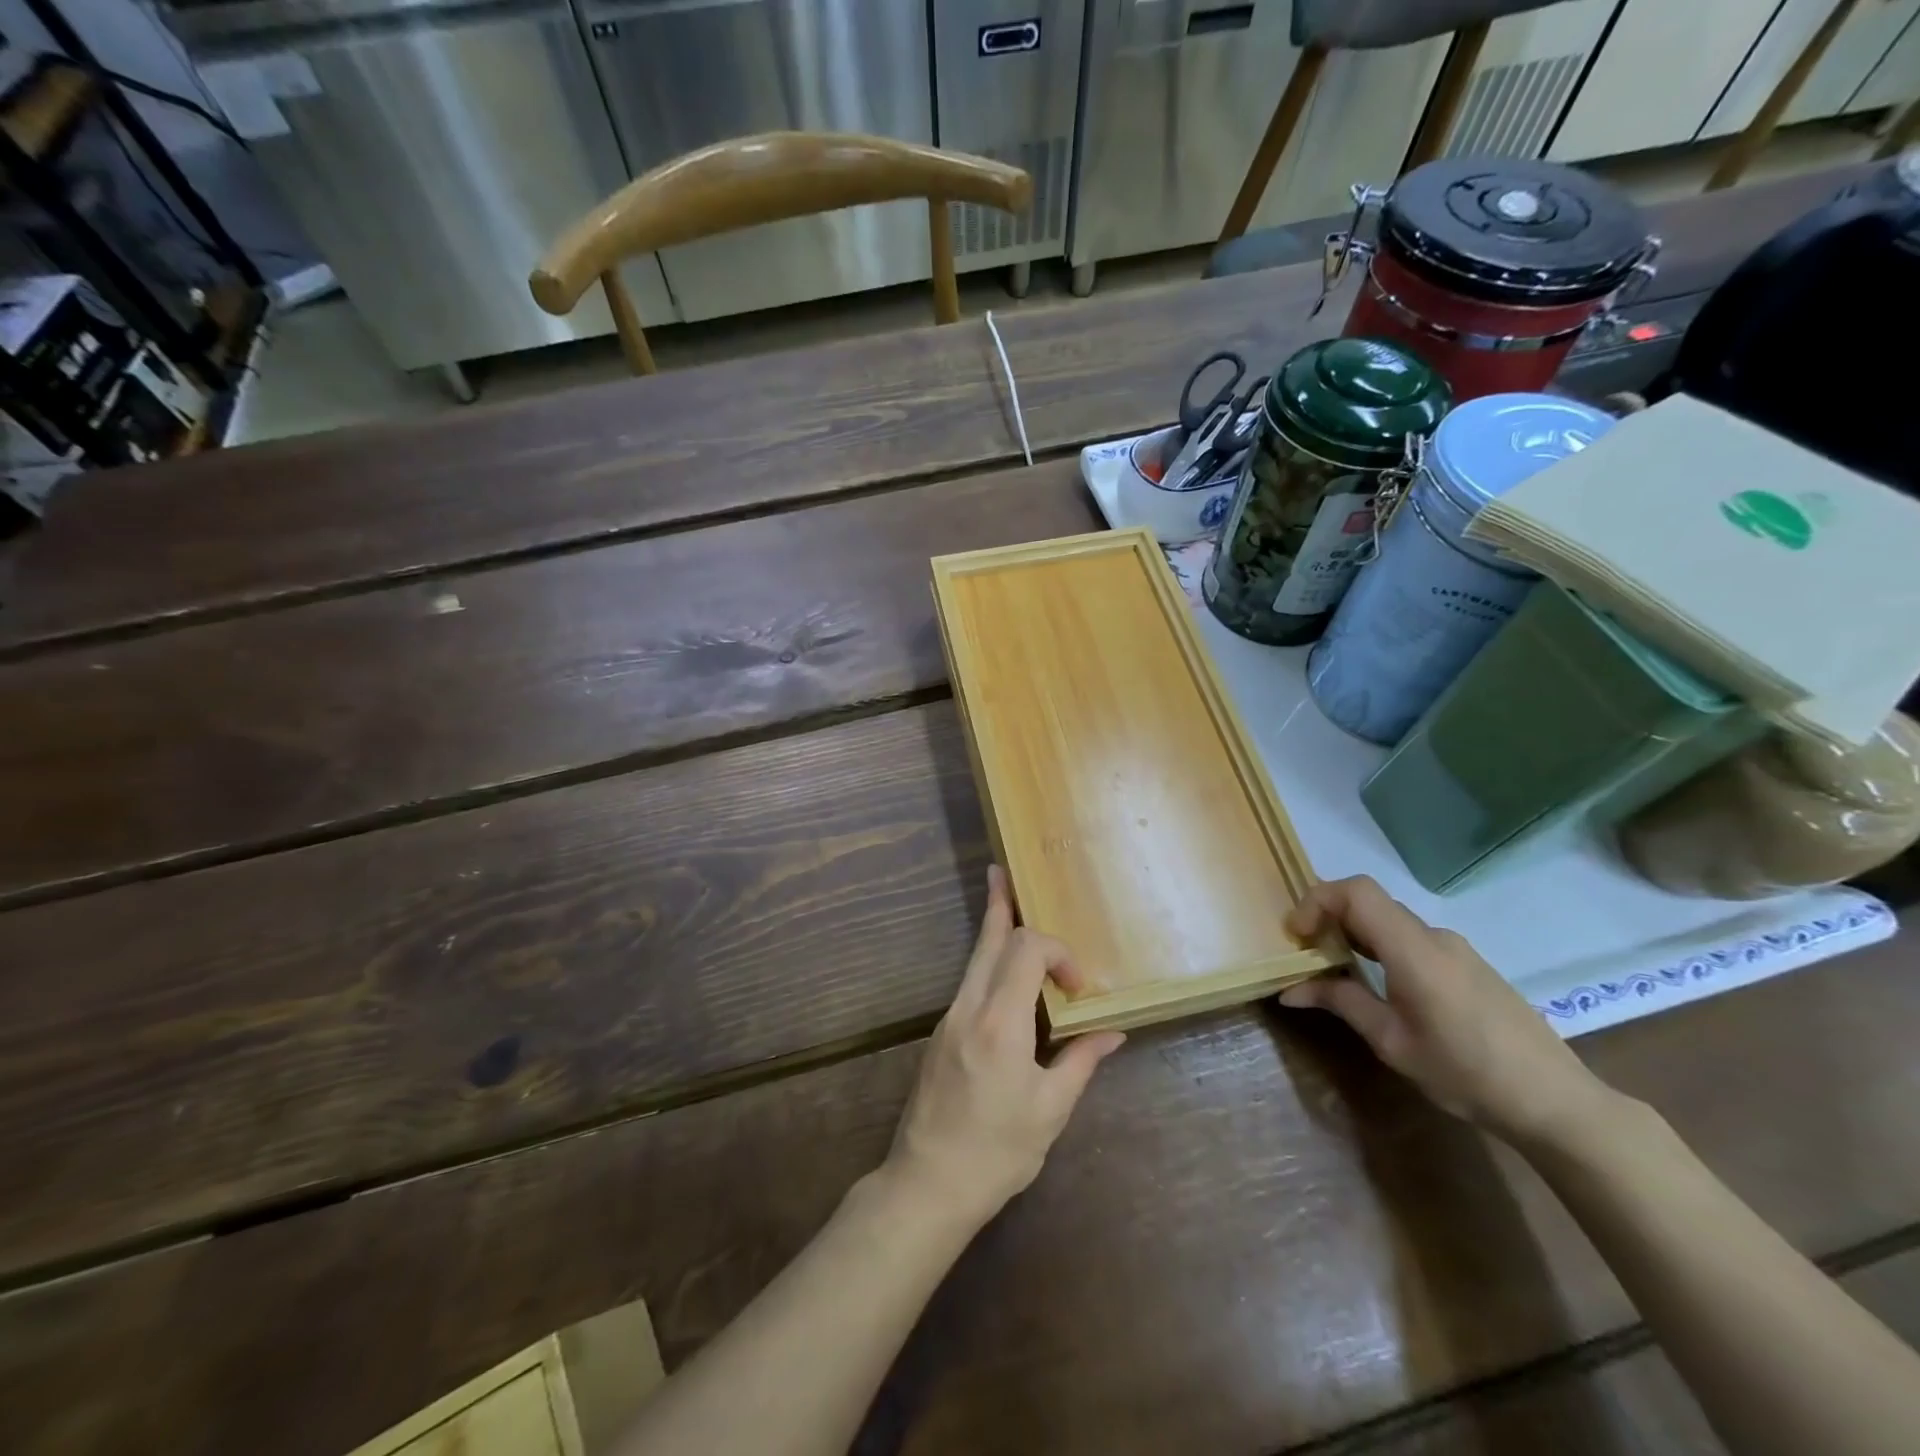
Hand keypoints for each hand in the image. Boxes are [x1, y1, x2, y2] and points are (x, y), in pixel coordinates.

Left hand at [884, 866, 1126, 1230]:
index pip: (1027, 950)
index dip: (1058, 952)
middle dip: (1001, 906)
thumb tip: (1112, 1032)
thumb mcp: (1050, 1111)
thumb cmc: (997, 1152)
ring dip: (994, 930)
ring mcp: (949, 1019)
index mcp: (1000, 1022)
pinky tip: (1003, 971)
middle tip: (1002, 873)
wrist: (927, 1183)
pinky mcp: (941, 1034)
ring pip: (974, 959)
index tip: (1078, 988)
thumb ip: (1081, 1061)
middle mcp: (969, 1008)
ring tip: (1001, 899)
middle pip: (988, 941)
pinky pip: (969, 983)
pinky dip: (989, 963)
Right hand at [1280, 875, 1610, 1146]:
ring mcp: (1456, 950)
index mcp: (1414, 950)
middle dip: (1329, 919)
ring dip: (1354, 935)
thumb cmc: (1466, 1073)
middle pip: (1370, 903)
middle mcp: (1435, 937)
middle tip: (1307, 955)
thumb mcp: (1393, 1042)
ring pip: (1390, 922)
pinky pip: (1412, 940)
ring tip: (1336, 972)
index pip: (1355, 892)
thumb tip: (1291, 989)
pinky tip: (1380, 986)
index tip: (1298, 937)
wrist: (1557, 1103)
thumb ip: (1342, 1003)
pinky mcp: (1468, 965)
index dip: (1317, 901)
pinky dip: (1381, 948)